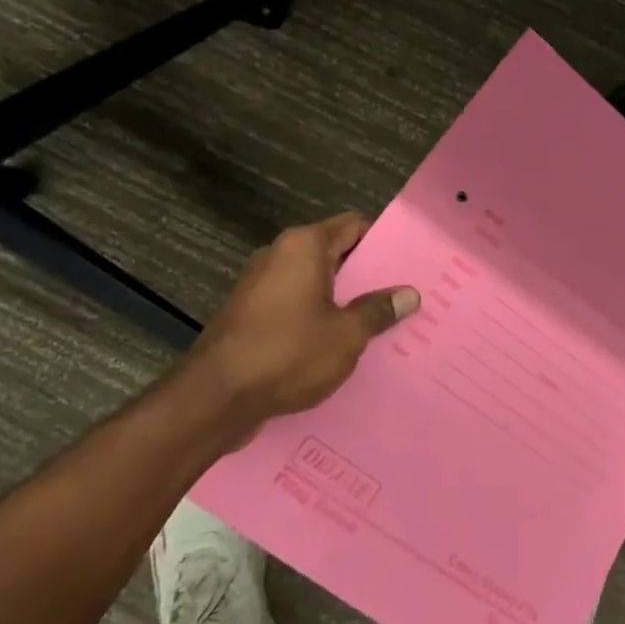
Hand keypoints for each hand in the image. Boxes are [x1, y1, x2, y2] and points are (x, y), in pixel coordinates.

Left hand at [176, 212, 418, 425]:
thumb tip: (410, 294)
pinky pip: (292, 303)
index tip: (405, 264)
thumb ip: (378, 310)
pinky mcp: (246, 313)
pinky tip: (335, 342)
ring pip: (312, 281)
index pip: (353, 225)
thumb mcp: (346, 335)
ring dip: (339, 298)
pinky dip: (314, 315)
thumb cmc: (288, 353)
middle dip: (364, 274)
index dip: (381, 241)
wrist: (215, 398)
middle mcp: (278, 254)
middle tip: (397, 296)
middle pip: (332, 252)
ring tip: (373, 322)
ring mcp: (258, 284)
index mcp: (304, 246)